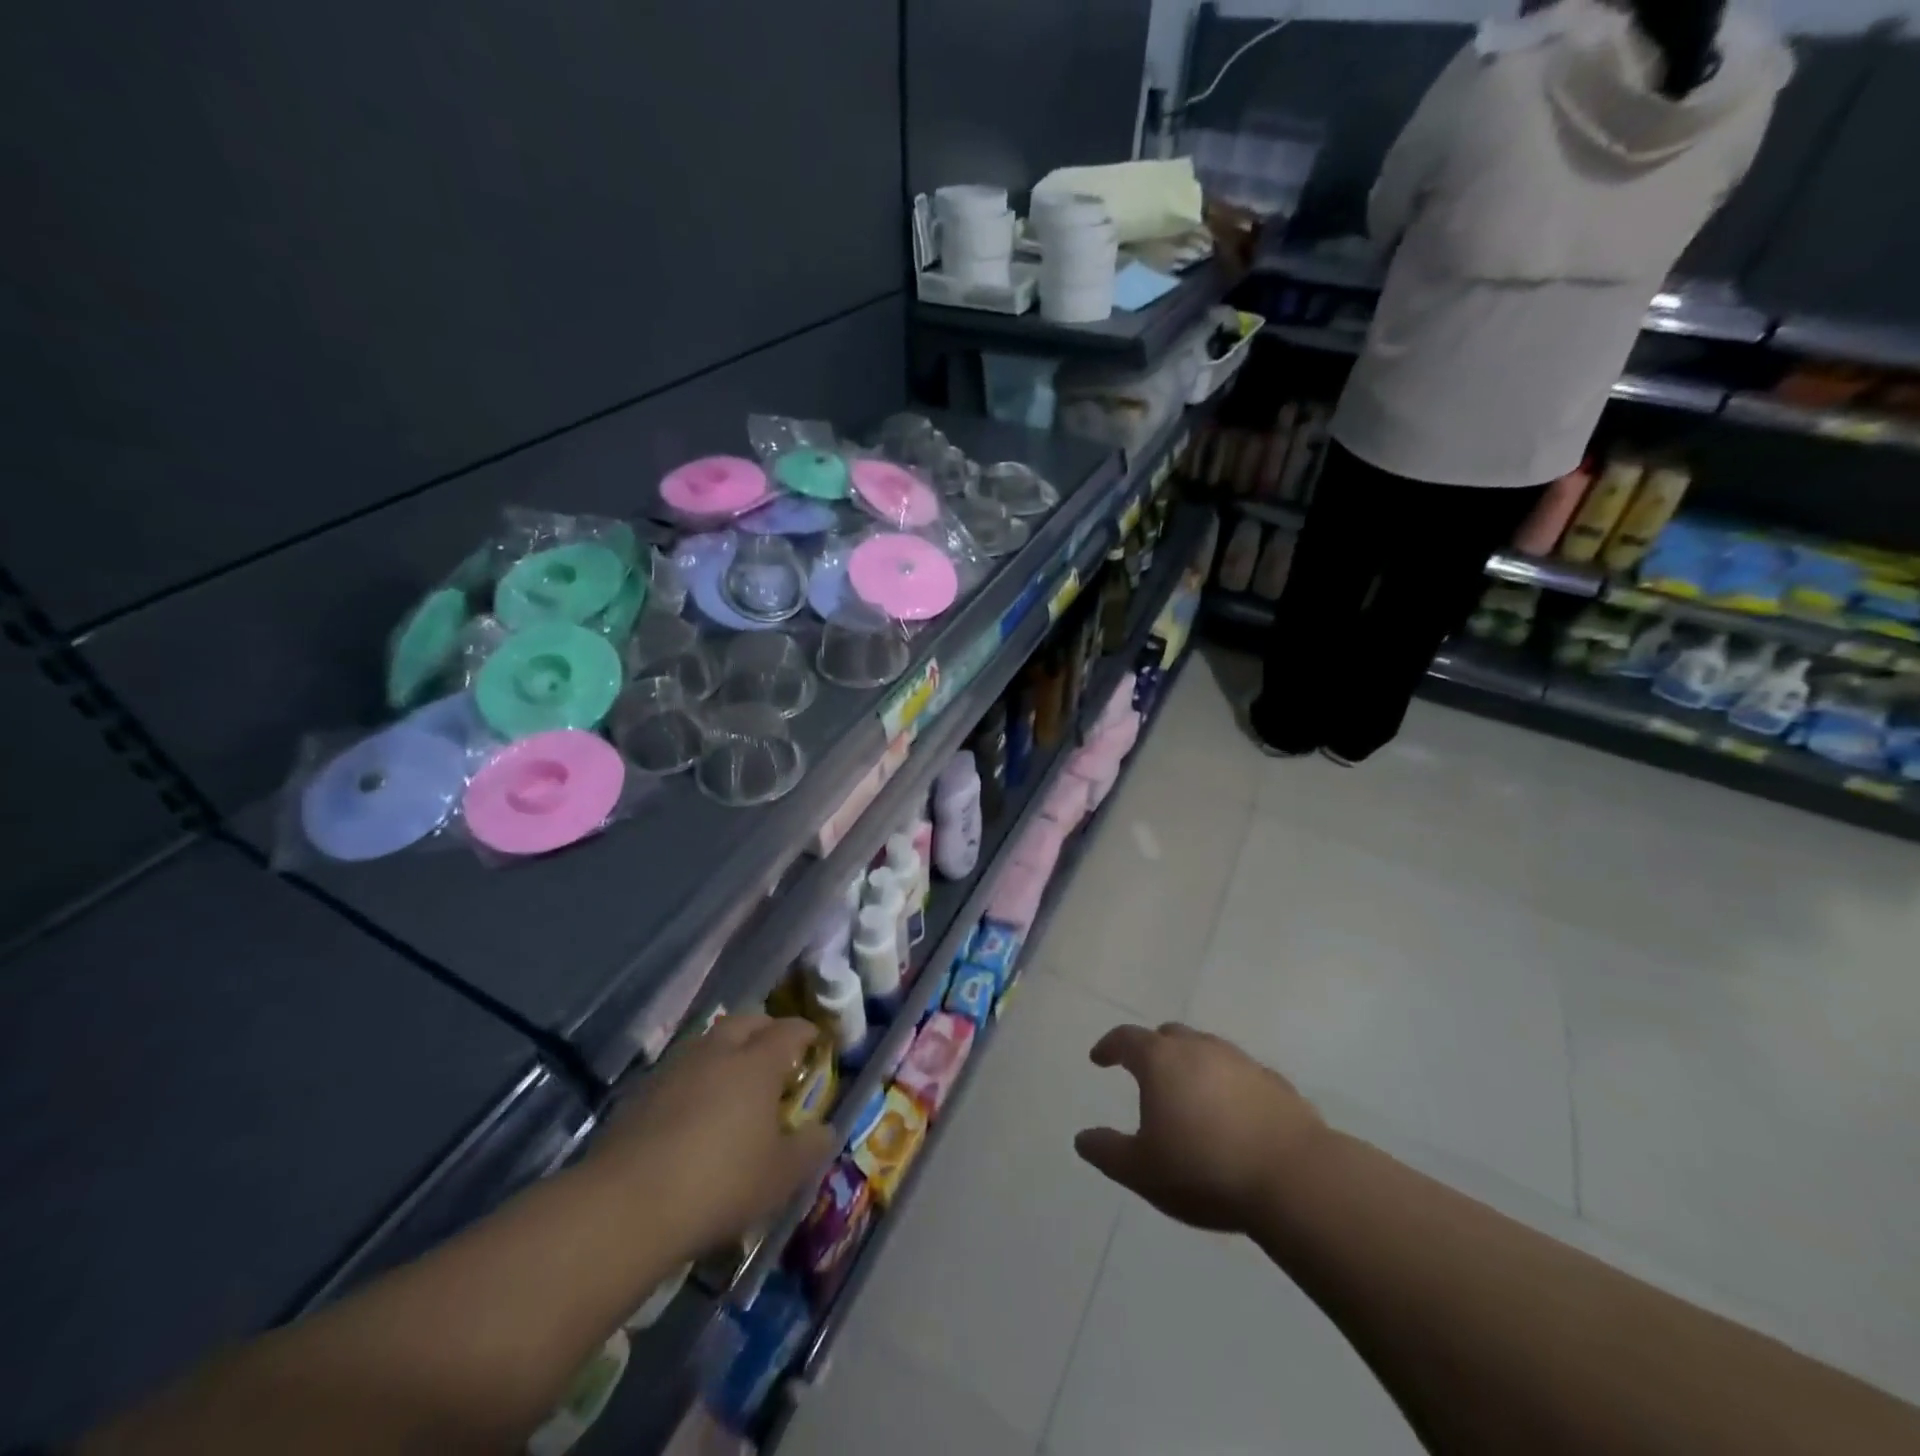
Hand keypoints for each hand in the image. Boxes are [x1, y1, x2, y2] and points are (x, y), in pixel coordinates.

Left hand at [588, 1016, 834, 1260]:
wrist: (626, 1206)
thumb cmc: (720, 1183)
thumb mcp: (780, 1176)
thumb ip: (810, 1149)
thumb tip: (826, 1130)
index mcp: (756, 1063)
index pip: (789, 1031)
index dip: (806, 1032)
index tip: (817, 1041)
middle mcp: (717, 1052)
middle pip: (746, 1022)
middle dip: (765, 1030)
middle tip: (776, 1052)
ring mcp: (675, 1068)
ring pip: (708, 1042)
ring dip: (726, 1050)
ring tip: (735, 1079)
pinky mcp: (641, 1093)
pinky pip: (680, 1070)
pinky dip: (696, 1078)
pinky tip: (695, 1109)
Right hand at [1076, 1023, 1326, 1233]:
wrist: (1294, 1179)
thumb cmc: (1204, 1169)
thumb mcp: (1142, 1170)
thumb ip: (1107, 1152)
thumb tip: (1083, 1139)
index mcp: (1161, 1061)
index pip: (1126, 1039)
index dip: (1109, 1046)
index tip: (1099, 1059)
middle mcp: (1200, 1049)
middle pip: (1169, 1035)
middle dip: (1153, 1049)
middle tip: (1146, 1072)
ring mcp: (1242, 1062)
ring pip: (1208, 1050)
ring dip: (1193, 1065)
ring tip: (1190, 1095)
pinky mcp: (1276, 1084)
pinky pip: (1242, 1075)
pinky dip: (1228, 1085)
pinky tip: (1233, 1114)